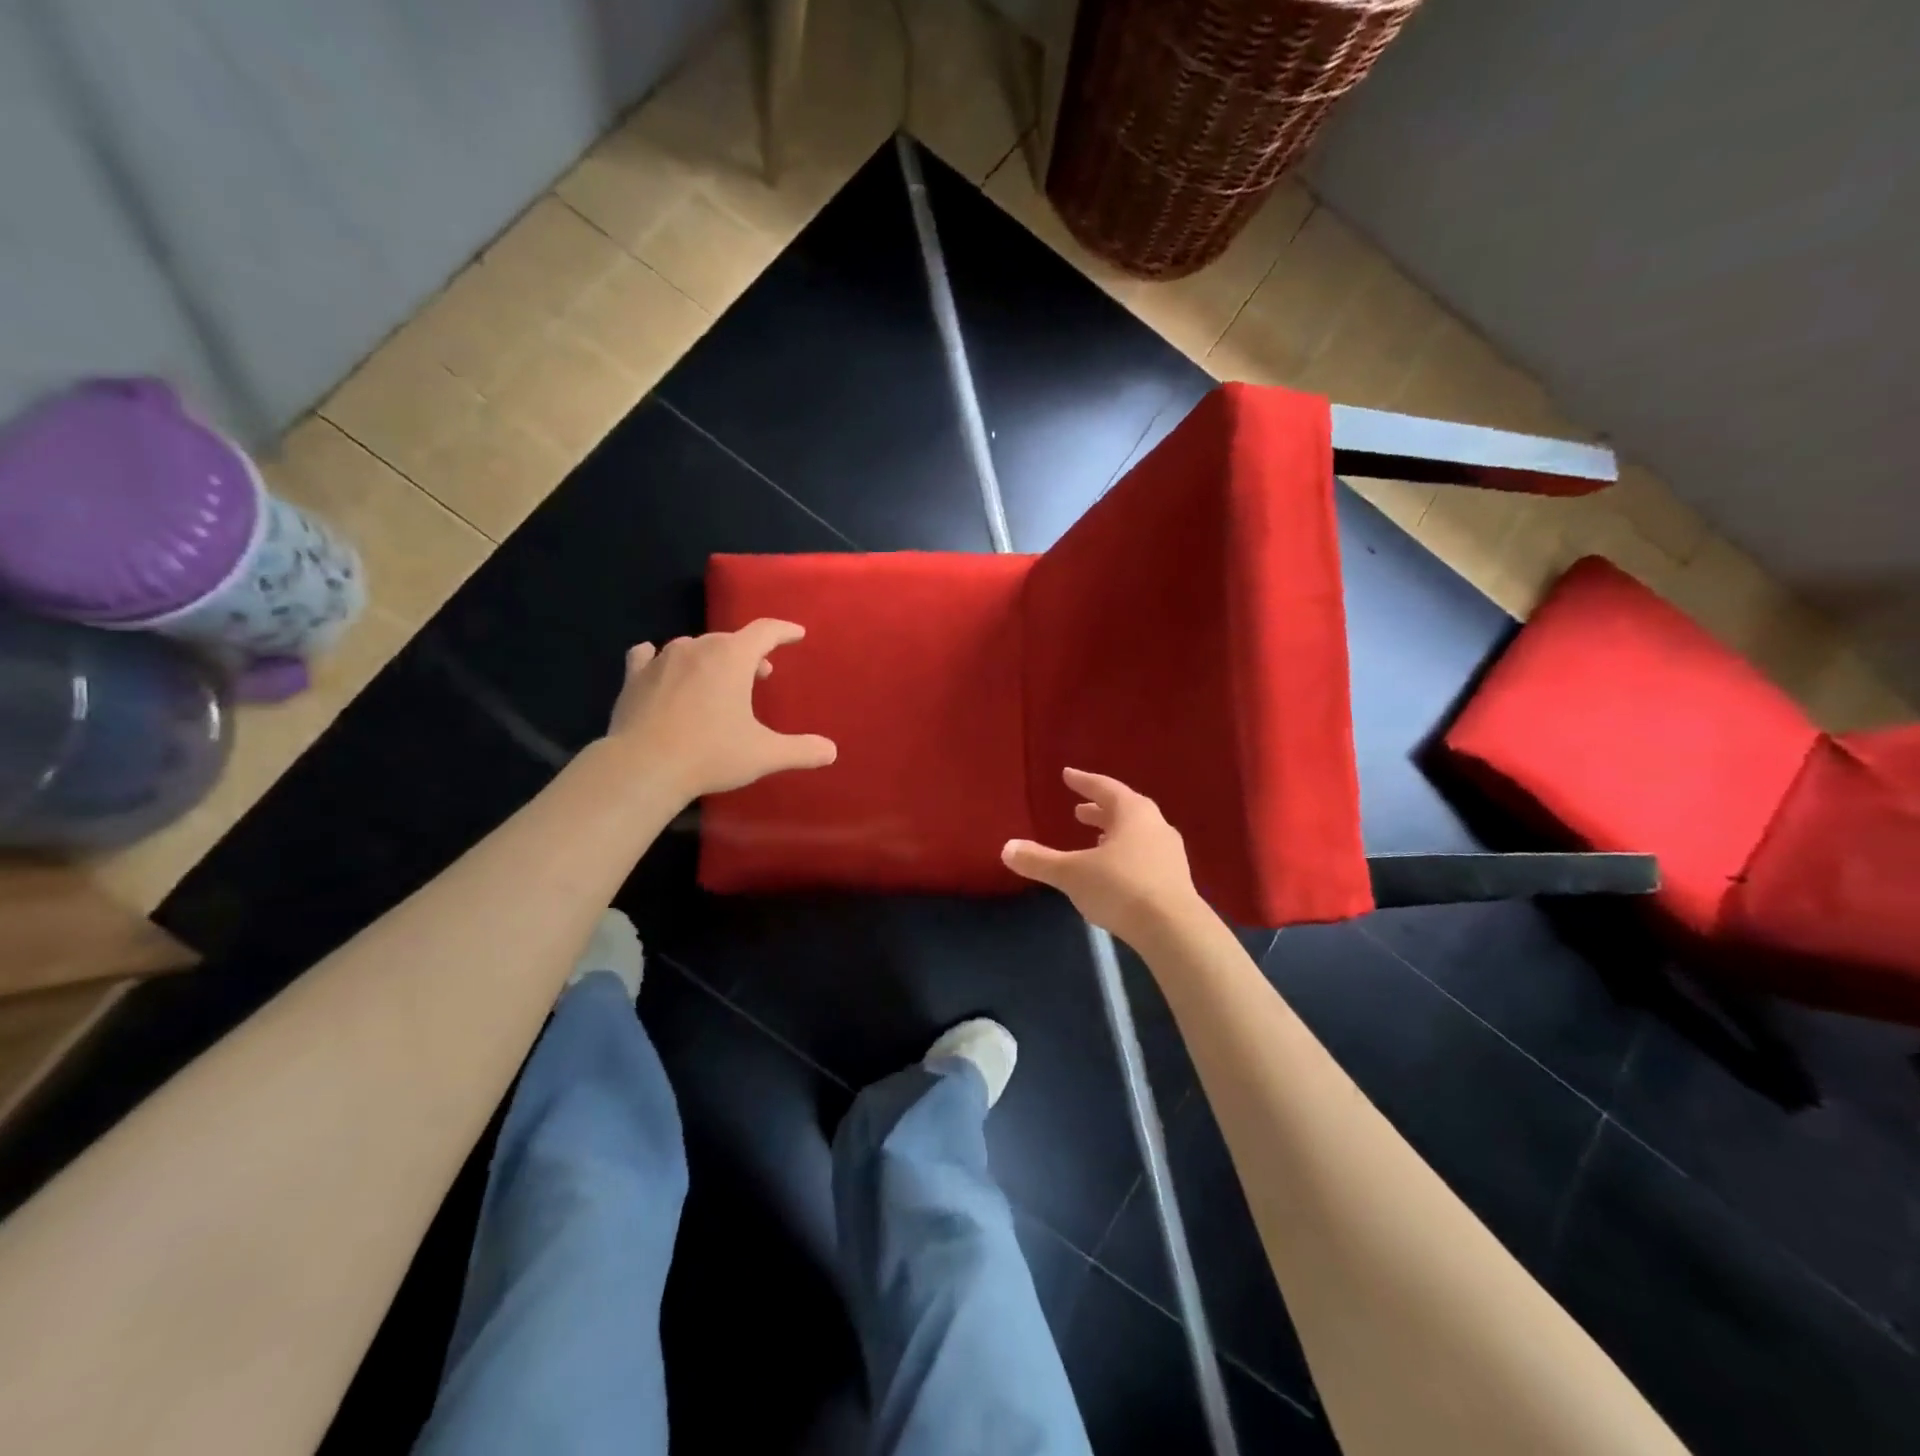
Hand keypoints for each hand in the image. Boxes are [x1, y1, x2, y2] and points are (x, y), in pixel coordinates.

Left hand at [605, 620, 835, 800]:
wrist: (643, 767)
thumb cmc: (711, 754)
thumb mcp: (764, 754)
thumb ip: (800, 750)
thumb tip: (831, 751)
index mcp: (732, 657)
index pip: (765, 631)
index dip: (784, 631)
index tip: (796, 634)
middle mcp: (697, 648)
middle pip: (730, 640)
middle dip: (748, 654)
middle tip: (760, 674)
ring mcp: (661, 660)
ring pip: (693, 647)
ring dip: (710, 658)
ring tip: (717, 678)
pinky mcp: (634, 677)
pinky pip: (649, 656)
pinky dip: (660, 659)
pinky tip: (658, 664)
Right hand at [1002, 769, 1202, 945]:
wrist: (1174, 930)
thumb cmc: (1120, 888)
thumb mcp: (1071, 874)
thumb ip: (1039, 860)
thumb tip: (1007, 848)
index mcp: (1133, 813)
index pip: (1105, 788)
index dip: (1084, 782)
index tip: (1068, 775)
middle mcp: (1155, 826)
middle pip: (1125, 810)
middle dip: (1100, 810)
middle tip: (1079, 811)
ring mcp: (1170, 853)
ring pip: (1138, 834)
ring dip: (1115, 833)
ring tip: (1096, 840)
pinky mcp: (1177, 880)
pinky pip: (1146, 856)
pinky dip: (1127, 855)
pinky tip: (1116, 871)